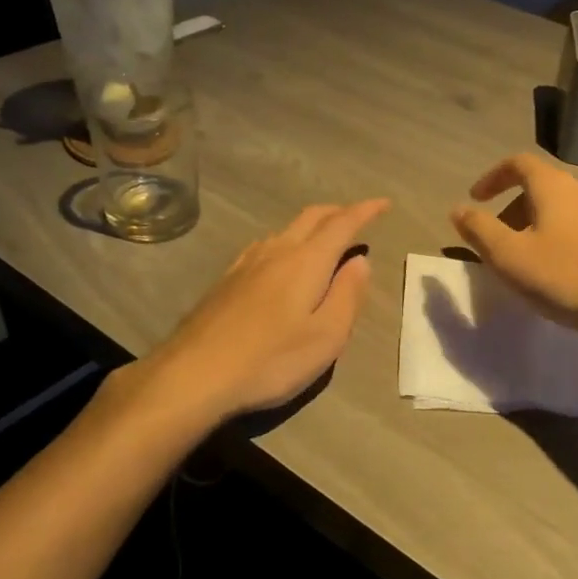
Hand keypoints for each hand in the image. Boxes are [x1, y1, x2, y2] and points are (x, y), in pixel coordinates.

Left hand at [148, 200, 388, 418]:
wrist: (194, 374)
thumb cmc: (270, 360)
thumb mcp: (326, 336)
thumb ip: (348, 295)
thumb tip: (360, 261)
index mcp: (306, 262)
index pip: (342, 224)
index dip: (365, 211)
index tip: (383, 203)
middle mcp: (276, 252)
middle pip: (311, 218)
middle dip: (338, 212)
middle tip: (358, 217)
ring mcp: (246, 264)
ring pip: (285, 230)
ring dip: (311, 226)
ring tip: (324, 240)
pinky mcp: (226, 280)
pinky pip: (265, 246)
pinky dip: (286, 242)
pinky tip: (281, 261)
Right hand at [451, 155, 577, 341]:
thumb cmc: (566, 277)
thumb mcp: (510, 257)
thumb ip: (480, 230)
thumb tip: (458, 210)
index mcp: (554, 186)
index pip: (518, 163)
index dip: (492, 177)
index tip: (475, 200)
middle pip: (539, 186)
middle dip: (511, 208)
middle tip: (496, 241)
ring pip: (559, 208)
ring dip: (534, 225)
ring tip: (524, 261)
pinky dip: (556, 237)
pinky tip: (556, 271)